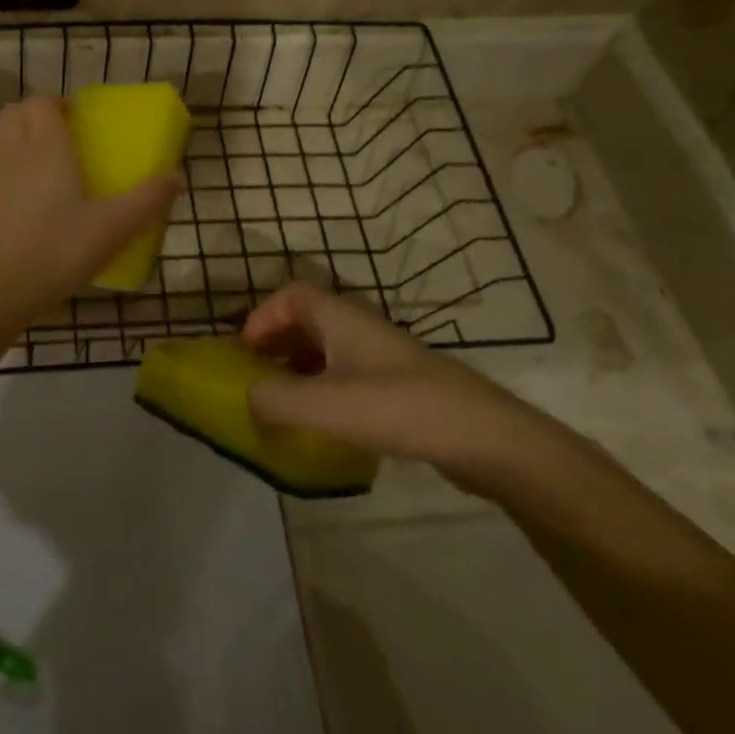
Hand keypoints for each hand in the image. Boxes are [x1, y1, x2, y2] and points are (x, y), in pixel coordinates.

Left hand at [0, 96, 180, 325]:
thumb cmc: (54, 251)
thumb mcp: (112, 229)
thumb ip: (146, 202)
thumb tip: (176, 178)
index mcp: (45, 147)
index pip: (41, 101)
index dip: (57, 103)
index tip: (76, 119)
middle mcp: (10, 153)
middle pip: (14, 114)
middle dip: (34, 118)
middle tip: (60, 142)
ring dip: (17, 150)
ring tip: (43, 182)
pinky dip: (1, 190)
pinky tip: (18, 222)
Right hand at [244, 282, 561, 494]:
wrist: (488, 439)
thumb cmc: (401, 409)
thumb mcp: (327, 406)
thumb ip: (276, 401)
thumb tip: (248, 399)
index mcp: (342, 319)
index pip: (293, 294)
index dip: (263, 316)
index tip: (245, 351)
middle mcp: (361, 330)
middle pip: (309, 321)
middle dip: (277, 343)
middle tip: (258, 376)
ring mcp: (385, 359)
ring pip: (330, 350)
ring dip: (301, 369)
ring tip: (285, 403)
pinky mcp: (402, 388)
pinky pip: (350, 377)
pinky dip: (327, 390)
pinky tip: (326, 425)